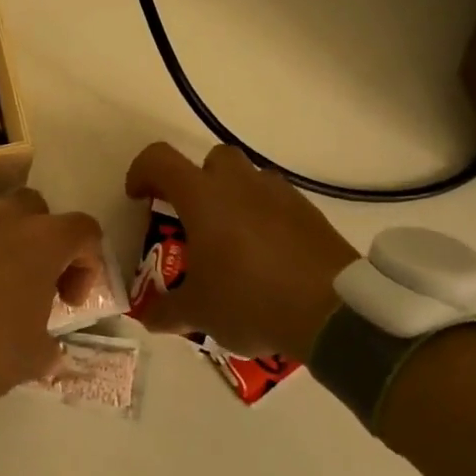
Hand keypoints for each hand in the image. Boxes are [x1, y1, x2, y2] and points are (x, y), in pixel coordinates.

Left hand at [0, 189, 102, 401]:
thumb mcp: (32, 358)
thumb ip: (50, 348)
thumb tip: (50, 349)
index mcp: (43, 240)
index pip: (85, 230)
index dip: (88, 264)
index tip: (69, 301)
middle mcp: (8, 219)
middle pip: (41, 211)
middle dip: (48, 242)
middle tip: (41, 283)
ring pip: (4, 218)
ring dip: (13, 245)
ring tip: (6, 287)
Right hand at [124, 142, 358, 359]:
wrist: (336, 313)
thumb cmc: (251, 300)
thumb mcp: (199, 312)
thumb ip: (167, 310)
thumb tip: (148, 316)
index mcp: (203, 197)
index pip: (160, 160)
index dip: (142, 172)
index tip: (139, 198)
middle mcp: (240, 184)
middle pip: (212, 158)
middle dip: (197, 180)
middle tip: (194, 218)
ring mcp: (280, 195)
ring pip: (250, 178)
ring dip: (235, 197)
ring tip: (233, 240)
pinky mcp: (311, 214)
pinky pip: (279, 203)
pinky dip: (267, 218)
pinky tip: (268, 256)